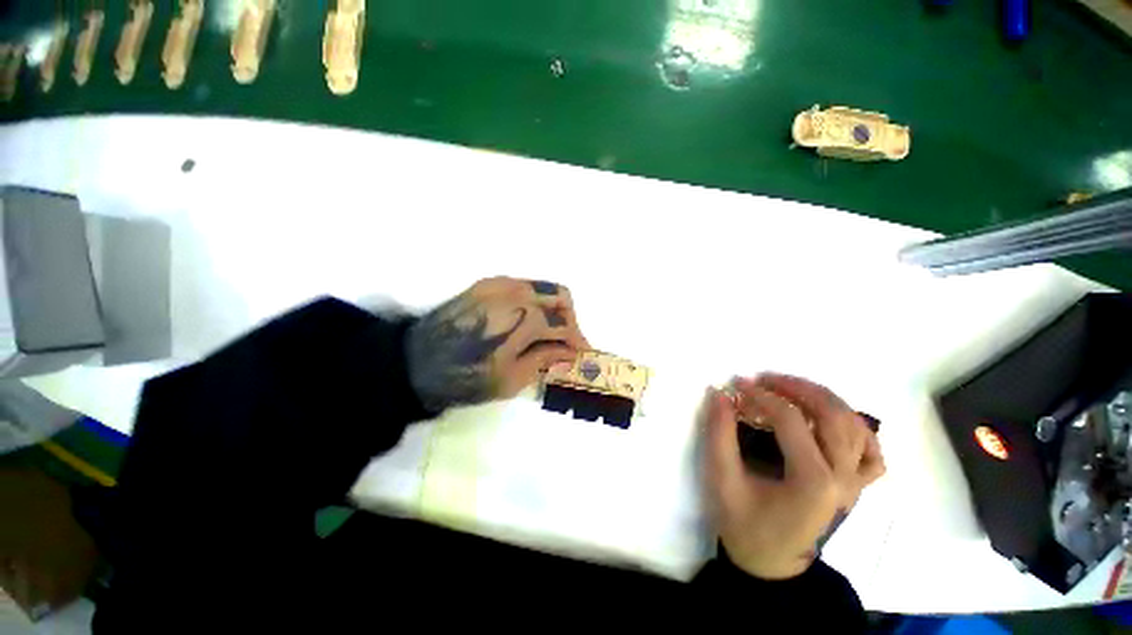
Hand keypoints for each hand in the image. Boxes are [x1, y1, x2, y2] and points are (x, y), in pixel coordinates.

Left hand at [406, 277, 589, 410]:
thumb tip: (570, 352)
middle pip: (560, 296)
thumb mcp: (512, 378)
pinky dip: (533, 301)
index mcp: (524, 318)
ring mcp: (499, 284)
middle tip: (565, 341)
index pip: (564, 325)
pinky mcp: (485, 284)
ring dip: (552, 308)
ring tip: (547, 332)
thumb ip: (545, 358)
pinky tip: (526, 321)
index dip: (577, 341)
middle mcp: (516, 293)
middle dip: (569, 319)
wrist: (415, 363)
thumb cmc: (466, 378)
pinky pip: (522, 286)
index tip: (581, 353)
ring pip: (542, 287)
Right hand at [703, 374, 884, 579]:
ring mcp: (855, 484)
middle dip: (796, 388)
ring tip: (791, 389)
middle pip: (832, 415)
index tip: (737, 385)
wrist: (770, 563)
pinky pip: (872, 452)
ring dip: (824, 399)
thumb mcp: (722, 479)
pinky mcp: (856, 488)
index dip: (761, 396)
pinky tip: (833, 420)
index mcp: (811, 482)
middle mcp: (843, 480)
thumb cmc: (743, 523)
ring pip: (856, 426)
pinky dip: (858, 429)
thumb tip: (720, 394)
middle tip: (766, 378)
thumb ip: (719, 433)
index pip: (791, 420)